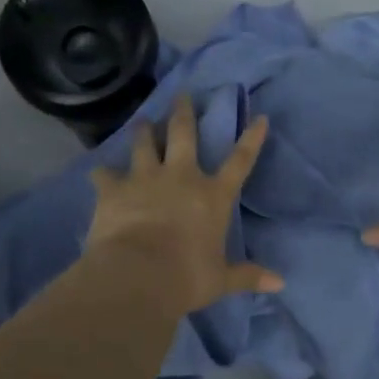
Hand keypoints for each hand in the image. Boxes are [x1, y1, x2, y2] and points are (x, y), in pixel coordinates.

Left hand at [87, 94, 284, 315]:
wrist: (138, 276)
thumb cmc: (187, 277)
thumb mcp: (222, 279)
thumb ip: (249, 275)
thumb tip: (280, 284)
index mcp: (213, 196)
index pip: (240, 161)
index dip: (252, 138)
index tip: (260, 117)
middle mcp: (181, 177)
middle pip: (184, 134)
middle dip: (184, 113)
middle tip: (182, 94)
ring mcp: (145, 179)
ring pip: (144, 144)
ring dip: (144, 130)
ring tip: (143, 120)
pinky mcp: (113, 189)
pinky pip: (104, 174)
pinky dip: (102, 173)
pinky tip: (98, 171)